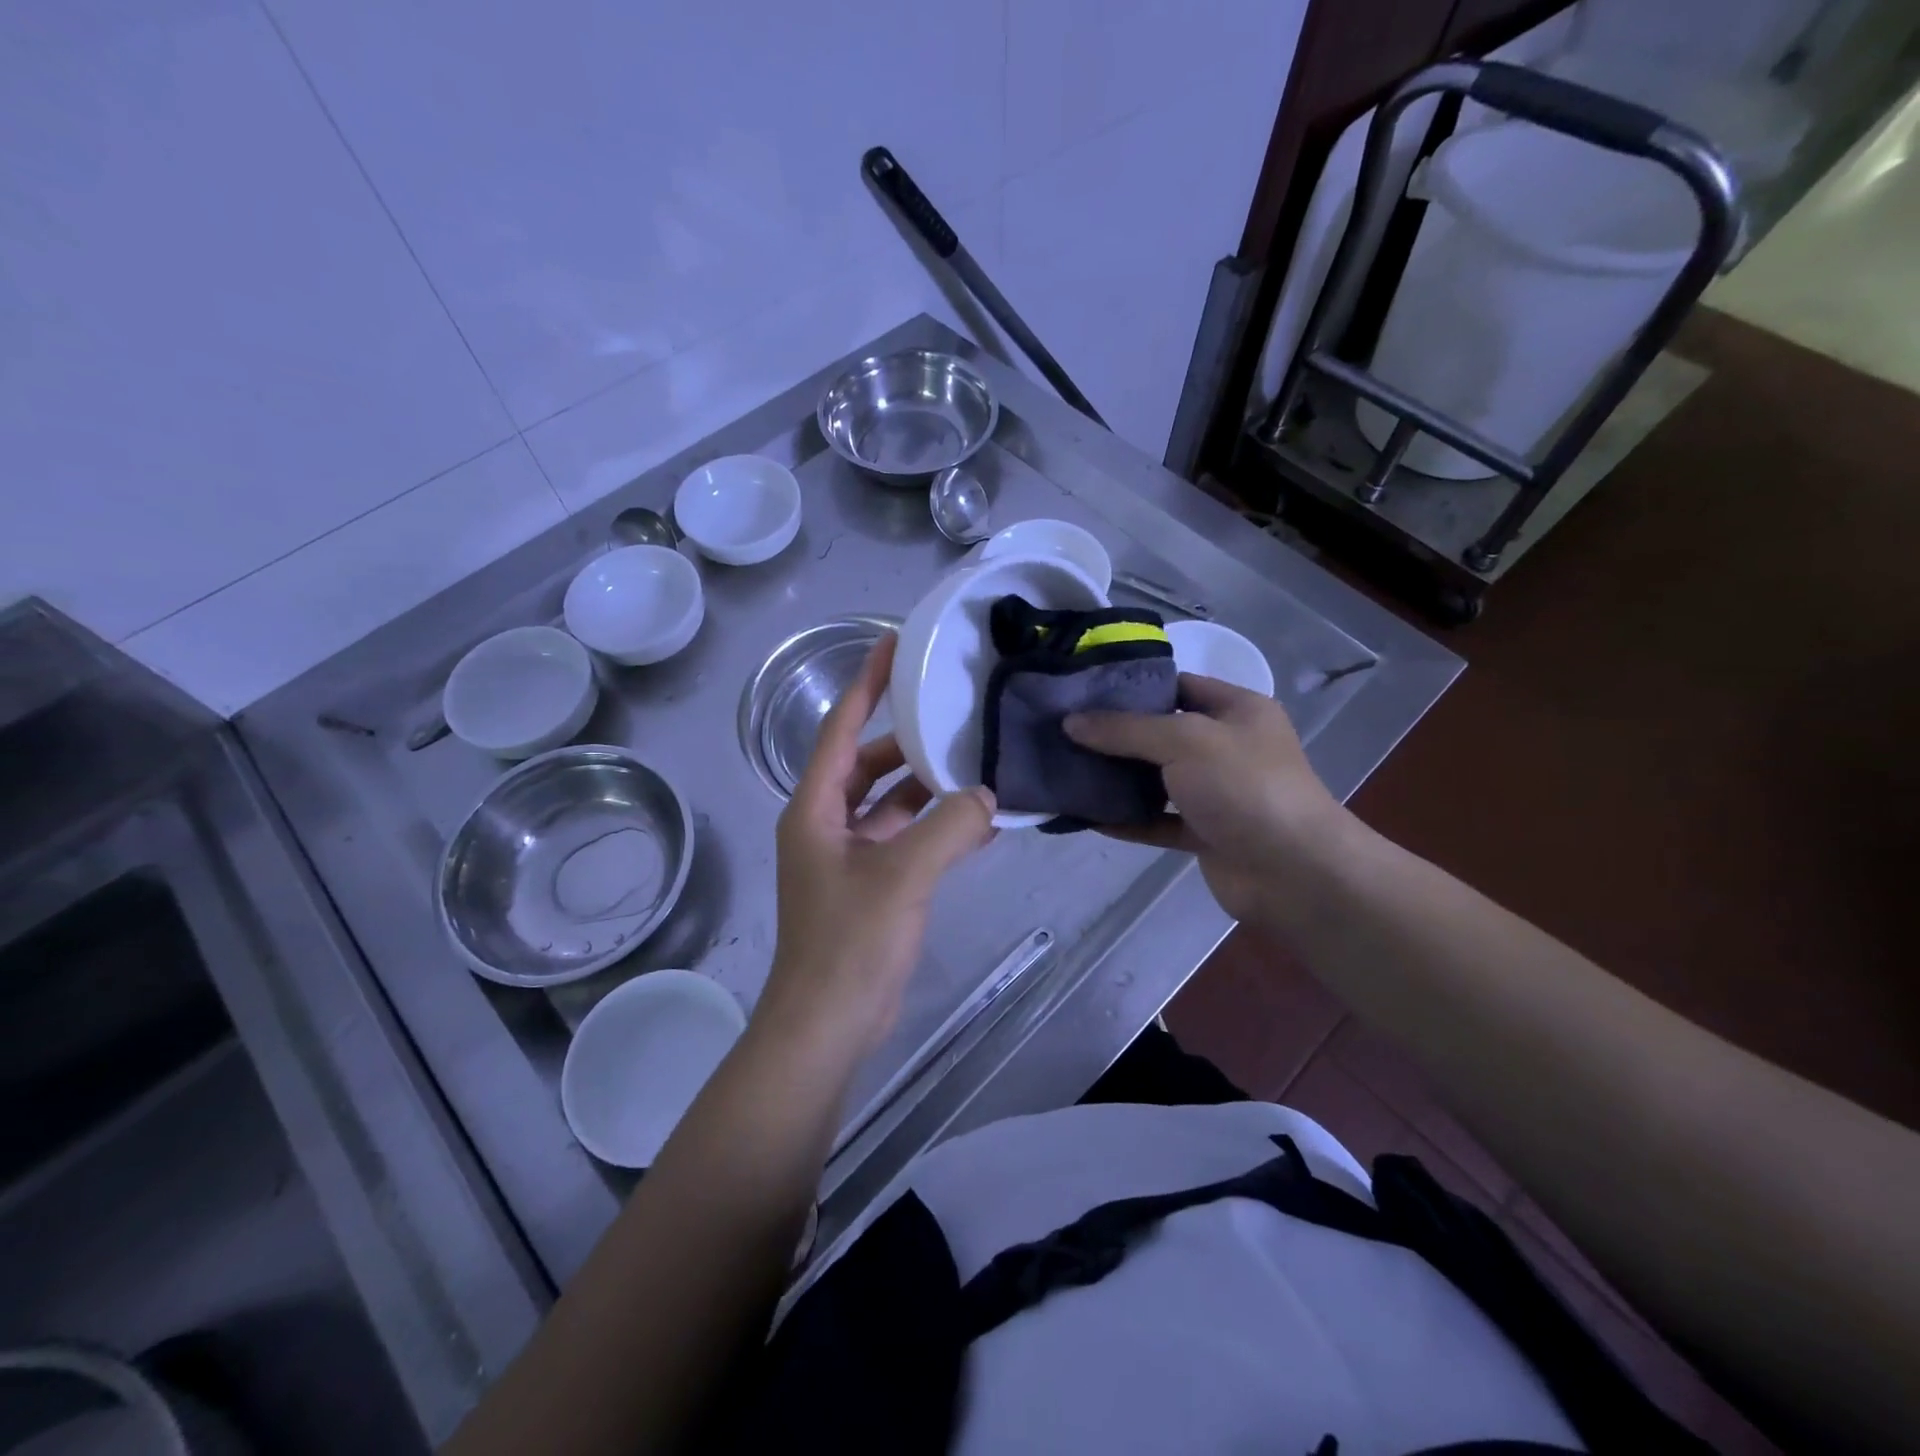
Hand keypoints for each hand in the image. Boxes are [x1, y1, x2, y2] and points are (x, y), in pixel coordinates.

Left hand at [756, 634, 996, 1060]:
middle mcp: (826, 822)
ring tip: (977, 763)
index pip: (841, 728)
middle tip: (954, 712)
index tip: (892, 644)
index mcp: (815, 807)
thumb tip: (987, 795)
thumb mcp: (902, 876)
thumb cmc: (850, 942)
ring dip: (928, 788)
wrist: (828, 1024)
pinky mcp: (871, 884)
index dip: (865, 684)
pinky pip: (905, 839)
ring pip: (891, 803)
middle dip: (907, 740)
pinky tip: (979, 823)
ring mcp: (848, 855)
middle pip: (869, 763)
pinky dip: (936, 828)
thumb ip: (949, 827)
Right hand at [1063, 673, 1352, 928]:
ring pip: (1157, 779)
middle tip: (1064, 730)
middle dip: (1116, 734)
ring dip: (1118, 778)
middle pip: (1162, 733)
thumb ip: (1125, 729)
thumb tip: (1071, 722)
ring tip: (1067, 769)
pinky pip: (1157, 820)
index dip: (1133, 686)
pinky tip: (1087, 816)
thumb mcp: (1184, 740)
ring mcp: (1217, 793)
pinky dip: (1127, 819)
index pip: (1178, 685)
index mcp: (1236, 710)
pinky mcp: (1205, 833)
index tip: (1083, 691)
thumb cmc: (1245, 787)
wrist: (1295, 873)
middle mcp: (1227, 747)